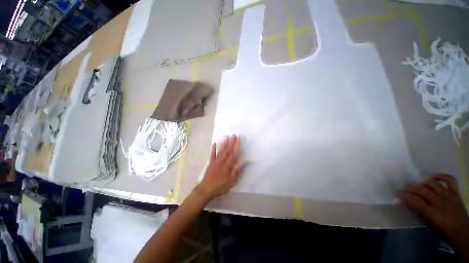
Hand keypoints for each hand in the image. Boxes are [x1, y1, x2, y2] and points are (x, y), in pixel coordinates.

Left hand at [196, 135, 241, 200]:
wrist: (205, 190)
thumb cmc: (219, 187)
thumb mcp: (230, 183)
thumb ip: (235, 173)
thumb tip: (240, 163)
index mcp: (227, 166)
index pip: (233, 154)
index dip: (236, 146)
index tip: (238, 139)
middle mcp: (221, 162)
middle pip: (227, 150)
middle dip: (231, 142)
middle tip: (234, 135)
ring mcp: (215, 161)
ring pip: (221, 151)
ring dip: (224, 143)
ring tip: (226, 136)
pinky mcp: (211, 163)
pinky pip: (212, 154)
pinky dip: (213, 148)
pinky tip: (215, 143)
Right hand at [398, 174, 468, 256]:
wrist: (462, 233)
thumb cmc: (442, 231)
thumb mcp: (429, 224)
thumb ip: (419, 212)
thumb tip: (408, 203)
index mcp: (431, 212)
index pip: (414, 200)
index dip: (404, 196)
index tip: (398, 194)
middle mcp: (439, 201)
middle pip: (422, 190)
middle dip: (410, 188)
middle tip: (405, 188)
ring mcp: (448, 195)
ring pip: (433, 184)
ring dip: (423, 183)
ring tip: (419, 184)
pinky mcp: (455, 193)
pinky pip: (449, 180)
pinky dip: (441, 176)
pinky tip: (434, 176)